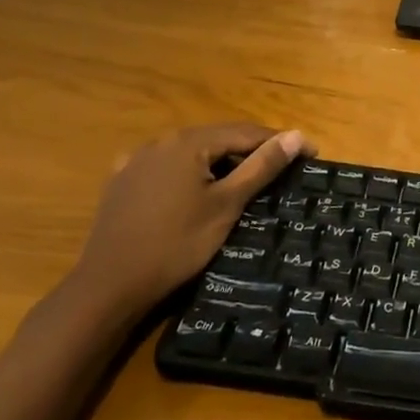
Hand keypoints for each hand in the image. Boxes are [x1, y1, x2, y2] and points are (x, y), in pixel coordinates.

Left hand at [70, 123, 309, 317]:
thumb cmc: (176, 245)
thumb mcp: (226, 205)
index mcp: (189, 142)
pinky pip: (167, 168)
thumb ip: (261, 167)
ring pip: (192, 153)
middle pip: (218, 139)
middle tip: (281, 169)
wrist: (108, 287)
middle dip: (251, 151)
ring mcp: (137, 160)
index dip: (280, 142)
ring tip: (244, 180)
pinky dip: (189, 174)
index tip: (311, 154)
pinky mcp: (121, 182)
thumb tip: (295, 136)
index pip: (246, 133)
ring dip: (220, 162)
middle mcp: (162, 141)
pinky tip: (195, 189)